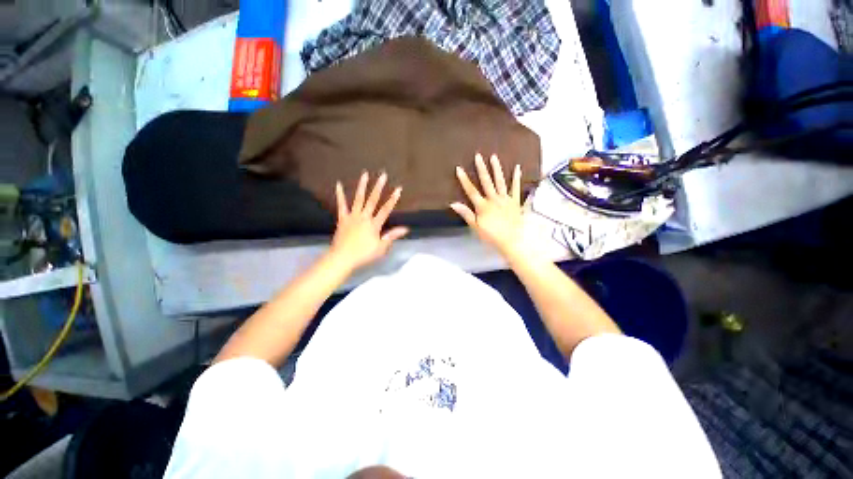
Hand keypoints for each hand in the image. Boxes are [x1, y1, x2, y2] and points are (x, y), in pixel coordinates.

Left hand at [329, 172, 408, 270]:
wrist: (342, 258)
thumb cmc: (364, 254)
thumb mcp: (381, 248)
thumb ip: (392, 236)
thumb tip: (405, 228)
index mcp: (374, 224)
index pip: (386, 210)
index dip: (393, 199)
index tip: (398, 189)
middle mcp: (364, 217)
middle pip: (373, 200)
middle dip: (379, 187)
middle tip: (382, 175)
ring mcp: (352, 216)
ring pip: (358, 199)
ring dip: (362, 186)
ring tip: (365, 174)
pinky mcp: (342, 219)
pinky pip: (341, 205)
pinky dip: (340, 195)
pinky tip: (338, 185)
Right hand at [450, 153, 524, 257]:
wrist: (512, 241)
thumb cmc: (492, 236)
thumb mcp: (476, 227)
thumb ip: (466, 214)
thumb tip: (453, 203)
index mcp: (482, 206)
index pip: (471, 191)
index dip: (464, 180)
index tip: (459, 168)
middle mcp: (494, 199)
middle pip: (486, 182)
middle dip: (481, 168)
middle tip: (478, 156)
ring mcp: (506, 199)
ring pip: (500, 182)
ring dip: (496, 169)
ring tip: (494, 157)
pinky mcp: (515, 202)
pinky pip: (516, 188)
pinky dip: (517, 178)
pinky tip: (517, 168)